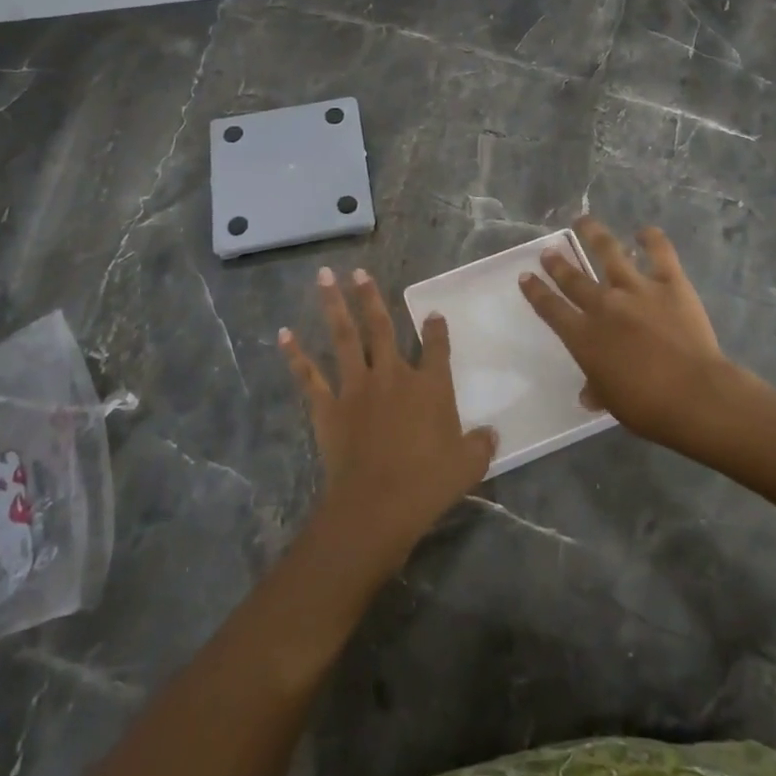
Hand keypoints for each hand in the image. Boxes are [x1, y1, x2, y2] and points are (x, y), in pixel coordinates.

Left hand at [279, 266, 496, 570]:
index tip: (433, 313)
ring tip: (324, 277)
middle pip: (381, 327)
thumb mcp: (469, 464)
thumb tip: (492, 433)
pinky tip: (283, 334)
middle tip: (358, 272)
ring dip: (334, 305)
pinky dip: (295, 355)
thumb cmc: (428, 483)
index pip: (437, 347)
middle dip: (370, 297)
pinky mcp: (329, 407)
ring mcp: (357, 387)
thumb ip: (480, 444)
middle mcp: (393, 375)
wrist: (378, 503)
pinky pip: (309, 376)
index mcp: (430, 386)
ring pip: (345, 337)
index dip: (436, 328)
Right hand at [519, 217, 747, 451]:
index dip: (536, 292)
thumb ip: (597, 389)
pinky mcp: (670, 283)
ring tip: (584, 221)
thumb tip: (588, 394)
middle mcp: (603, 305)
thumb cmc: (647, 407)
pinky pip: (660, 253)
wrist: (694, 395)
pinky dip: (652, 239)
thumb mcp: (612, 401)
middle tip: (549, 251)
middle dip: (557, 264)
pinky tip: (645, 231)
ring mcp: (637, 289)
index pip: (551, 309)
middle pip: (573, 279)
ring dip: (594, 235)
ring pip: (609, 253)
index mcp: (583, 337)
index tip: (526, 276)